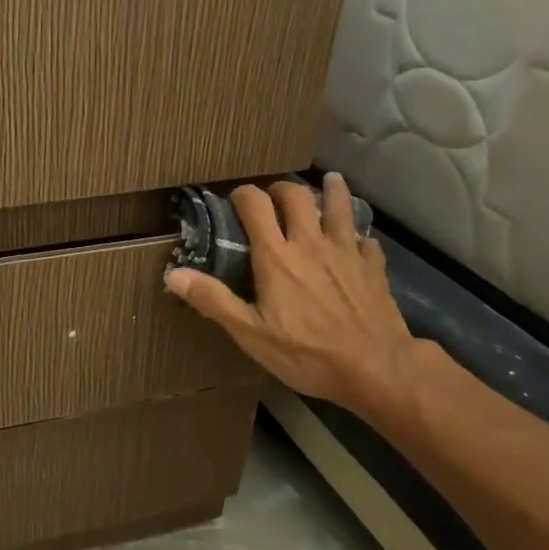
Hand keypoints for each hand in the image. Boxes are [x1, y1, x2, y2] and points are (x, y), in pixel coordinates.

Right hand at [164, 173, 422, 428]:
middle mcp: (310, 243)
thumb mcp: (249, 333)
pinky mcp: (373, 266)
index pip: (255, 205)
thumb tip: (173, 274)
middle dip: (281, 189)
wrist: (375, 367)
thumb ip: (213, 300)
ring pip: (338, 206)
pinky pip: (366, 239)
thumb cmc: (306, 353)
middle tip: (274, 196)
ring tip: (328, 182)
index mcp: (276, 256)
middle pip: (296, 196)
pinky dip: (357, 234)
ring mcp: (346, 251)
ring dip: (330, 191)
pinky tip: (358, 240)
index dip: (243, 195)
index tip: (235, 200)